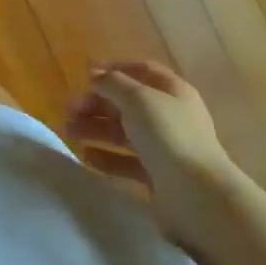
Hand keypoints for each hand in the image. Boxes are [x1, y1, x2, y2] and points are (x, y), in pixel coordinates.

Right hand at [66, 62, 247, 241]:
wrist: (197, 194)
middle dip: (96, 104)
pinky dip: (105, 156)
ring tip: (69, 133)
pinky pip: (126, 161)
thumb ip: (112, 83)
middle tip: (68, 110)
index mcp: (172, 92)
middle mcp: (170, 117)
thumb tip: (94, 73)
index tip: (84, 75)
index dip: (114, 69)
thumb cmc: (169, 136)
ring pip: (123, 132)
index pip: (141, 71)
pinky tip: (85, 156)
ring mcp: (164, 148)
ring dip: (95, 129)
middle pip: (127, 103)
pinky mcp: (157, 175)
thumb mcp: (138, 99)